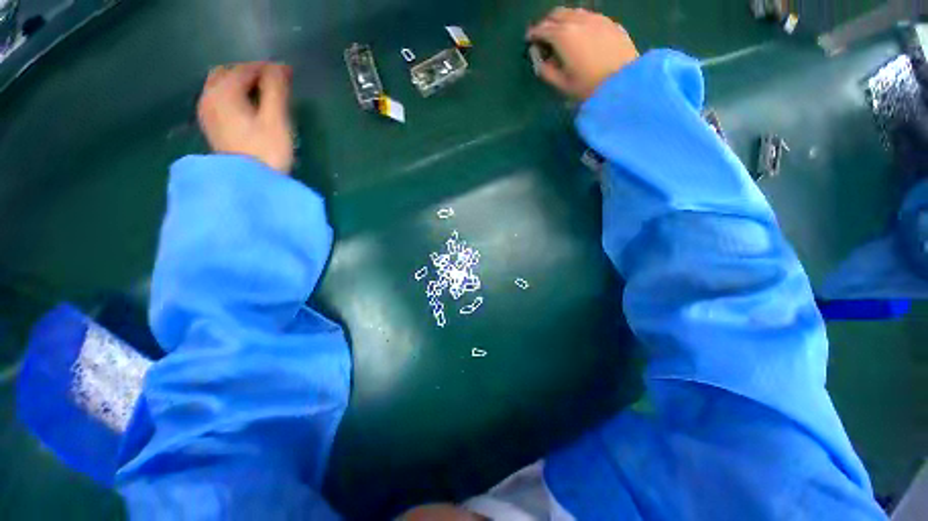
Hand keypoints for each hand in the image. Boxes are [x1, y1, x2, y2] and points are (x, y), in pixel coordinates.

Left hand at [197, 62, 294, 173]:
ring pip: (221, 86)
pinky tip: (248, 108)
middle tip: (273, 83)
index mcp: (224, 91)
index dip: (268, 69)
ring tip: (263, 95)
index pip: (246, 69)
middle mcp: (209, 96)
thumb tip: (280, 67)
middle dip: (250, 73)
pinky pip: (219, 99)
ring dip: (241, 84)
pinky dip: (234, 96)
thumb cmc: (266, 151)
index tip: (288, 73)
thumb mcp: (276, 120)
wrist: (248, 184)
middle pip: (227, 73)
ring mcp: (206, 112)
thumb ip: (276, 90)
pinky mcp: (211, 126)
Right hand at [527, 8, 638, 100]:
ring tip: (561, 34)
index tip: (529, 40)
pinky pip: (589, 16)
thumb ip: (545, 70)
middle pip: (556, 14)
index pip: (541, 29)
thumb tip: (537, 57)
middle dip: (547, 23)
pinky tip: (581, 34)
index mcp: (562, 35)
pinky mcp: (609, 22)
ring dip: (563, 20)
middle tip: (543, 36)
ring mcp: (596, 18)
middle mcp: (577, 20)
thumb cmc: (587, 87)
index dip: (533, 34)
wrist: (623, 82)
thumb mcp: (561, 84)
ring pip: (573, 12)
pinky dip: (579, 22)